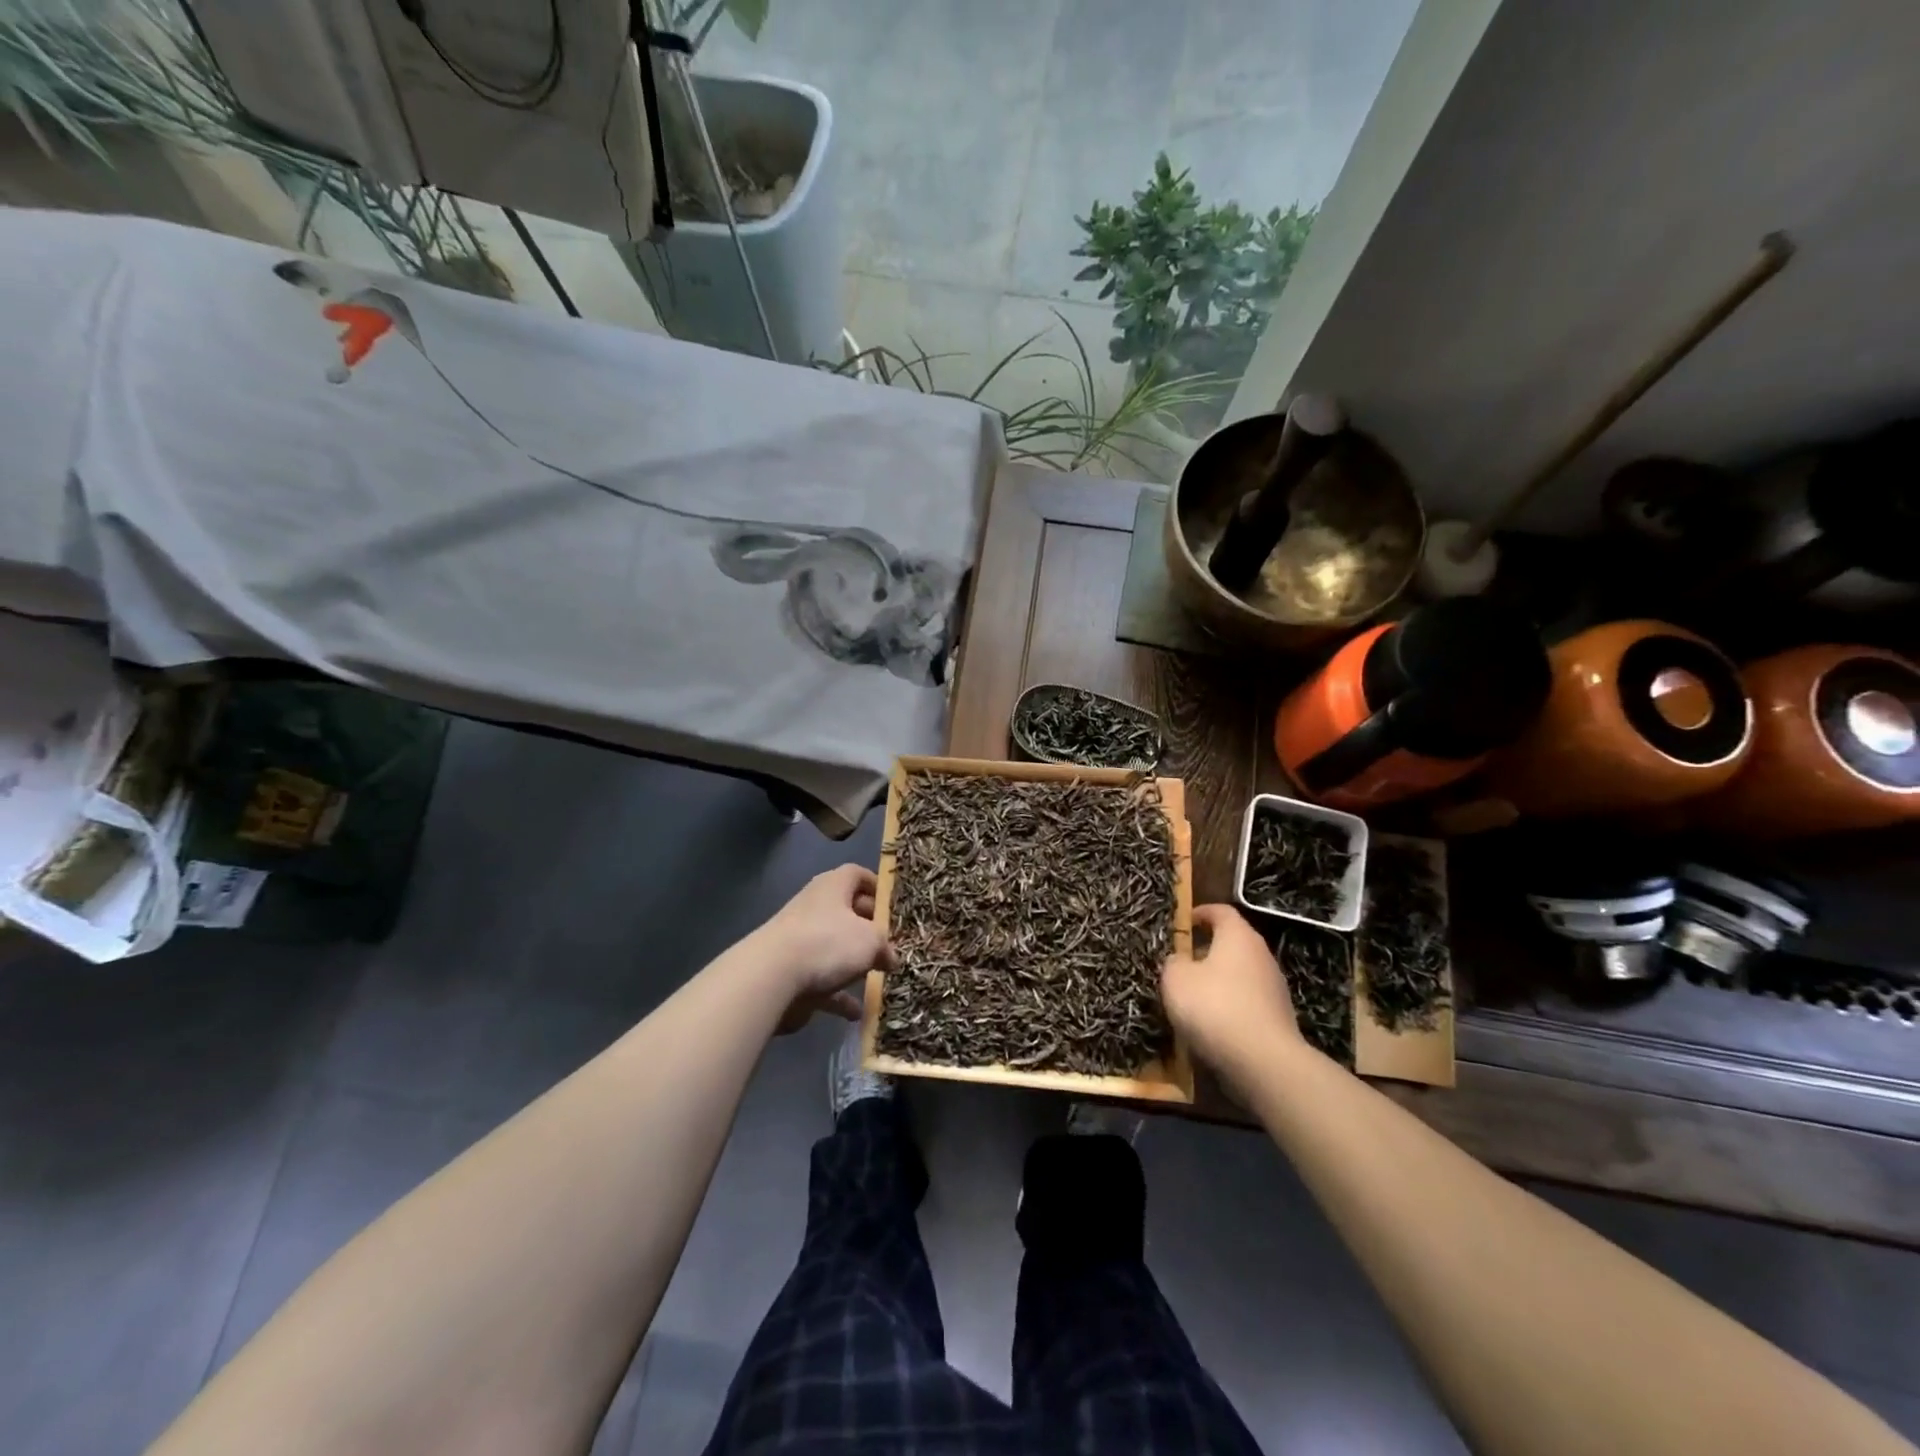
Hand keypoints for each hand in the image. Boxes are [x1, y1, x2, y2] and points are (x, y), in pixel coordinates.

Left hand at [752, 865, 896, 1033]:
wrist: (772, 976)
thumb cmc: (828, 943)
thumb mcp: (871, 940)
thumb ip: (885, 946)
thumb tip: (890, 957)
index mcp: (833, 886)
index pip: (857, 875)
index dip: (876, 886)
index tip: (893, 906)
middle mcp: (815, 907)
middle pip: (847, 912)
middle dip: (869, 928)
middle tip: (890, 944)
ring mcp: (801, 940)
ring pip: (835, 947)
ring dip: (854, 963)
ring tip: (878, 976)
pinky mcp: (792, 971)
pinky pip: (823, 980)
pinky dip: (839, 996)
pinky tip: (855, 1012)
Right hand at [1162, 904, 1300, 1075]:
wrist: (1264, 1062)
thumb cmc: (1214, 1007)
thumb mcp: (1176, 979)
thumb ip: (1174, 962)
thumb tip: (1181, 960)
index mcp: (1238, 936)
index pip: (1221, 911)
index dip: (1200, 913)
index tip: (1183, 923)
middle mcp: (1261, 955)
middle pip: (1232, 943)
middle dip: (1206, 950)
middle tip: (1181, 962)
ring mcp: (1274, 988)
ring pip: (1239, 974)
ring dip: (1217, 980)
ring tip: (1192, 997)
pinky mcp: (1278, 1018)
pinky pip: (1247, 1002)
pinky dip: (1229, 1006)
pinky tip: (1211, 1024)